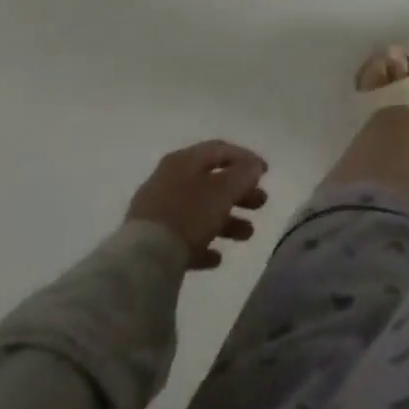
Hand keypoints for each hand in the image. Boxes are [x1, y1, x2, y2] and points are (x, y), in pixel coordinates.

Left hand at [126, 141, 268, 268]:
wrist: (143, 259)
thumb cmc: (189, 214)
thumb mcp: (225, 189)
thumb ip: (244, 173)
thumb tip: (253, 166)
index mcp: (184, 161)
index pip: (221, 149)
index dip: (246, 158)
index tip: (266, 173)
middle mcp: (169, 180)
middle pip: (212, 181)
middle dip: (240, 193)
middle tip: (261, 203)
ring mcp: (157, 210)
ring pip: (200, 210)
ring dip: (227, 220)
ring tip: (246, 234)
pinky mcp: (150, 240)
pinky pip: (183, 237)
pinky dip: (203, 244)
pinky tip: (216, 258)